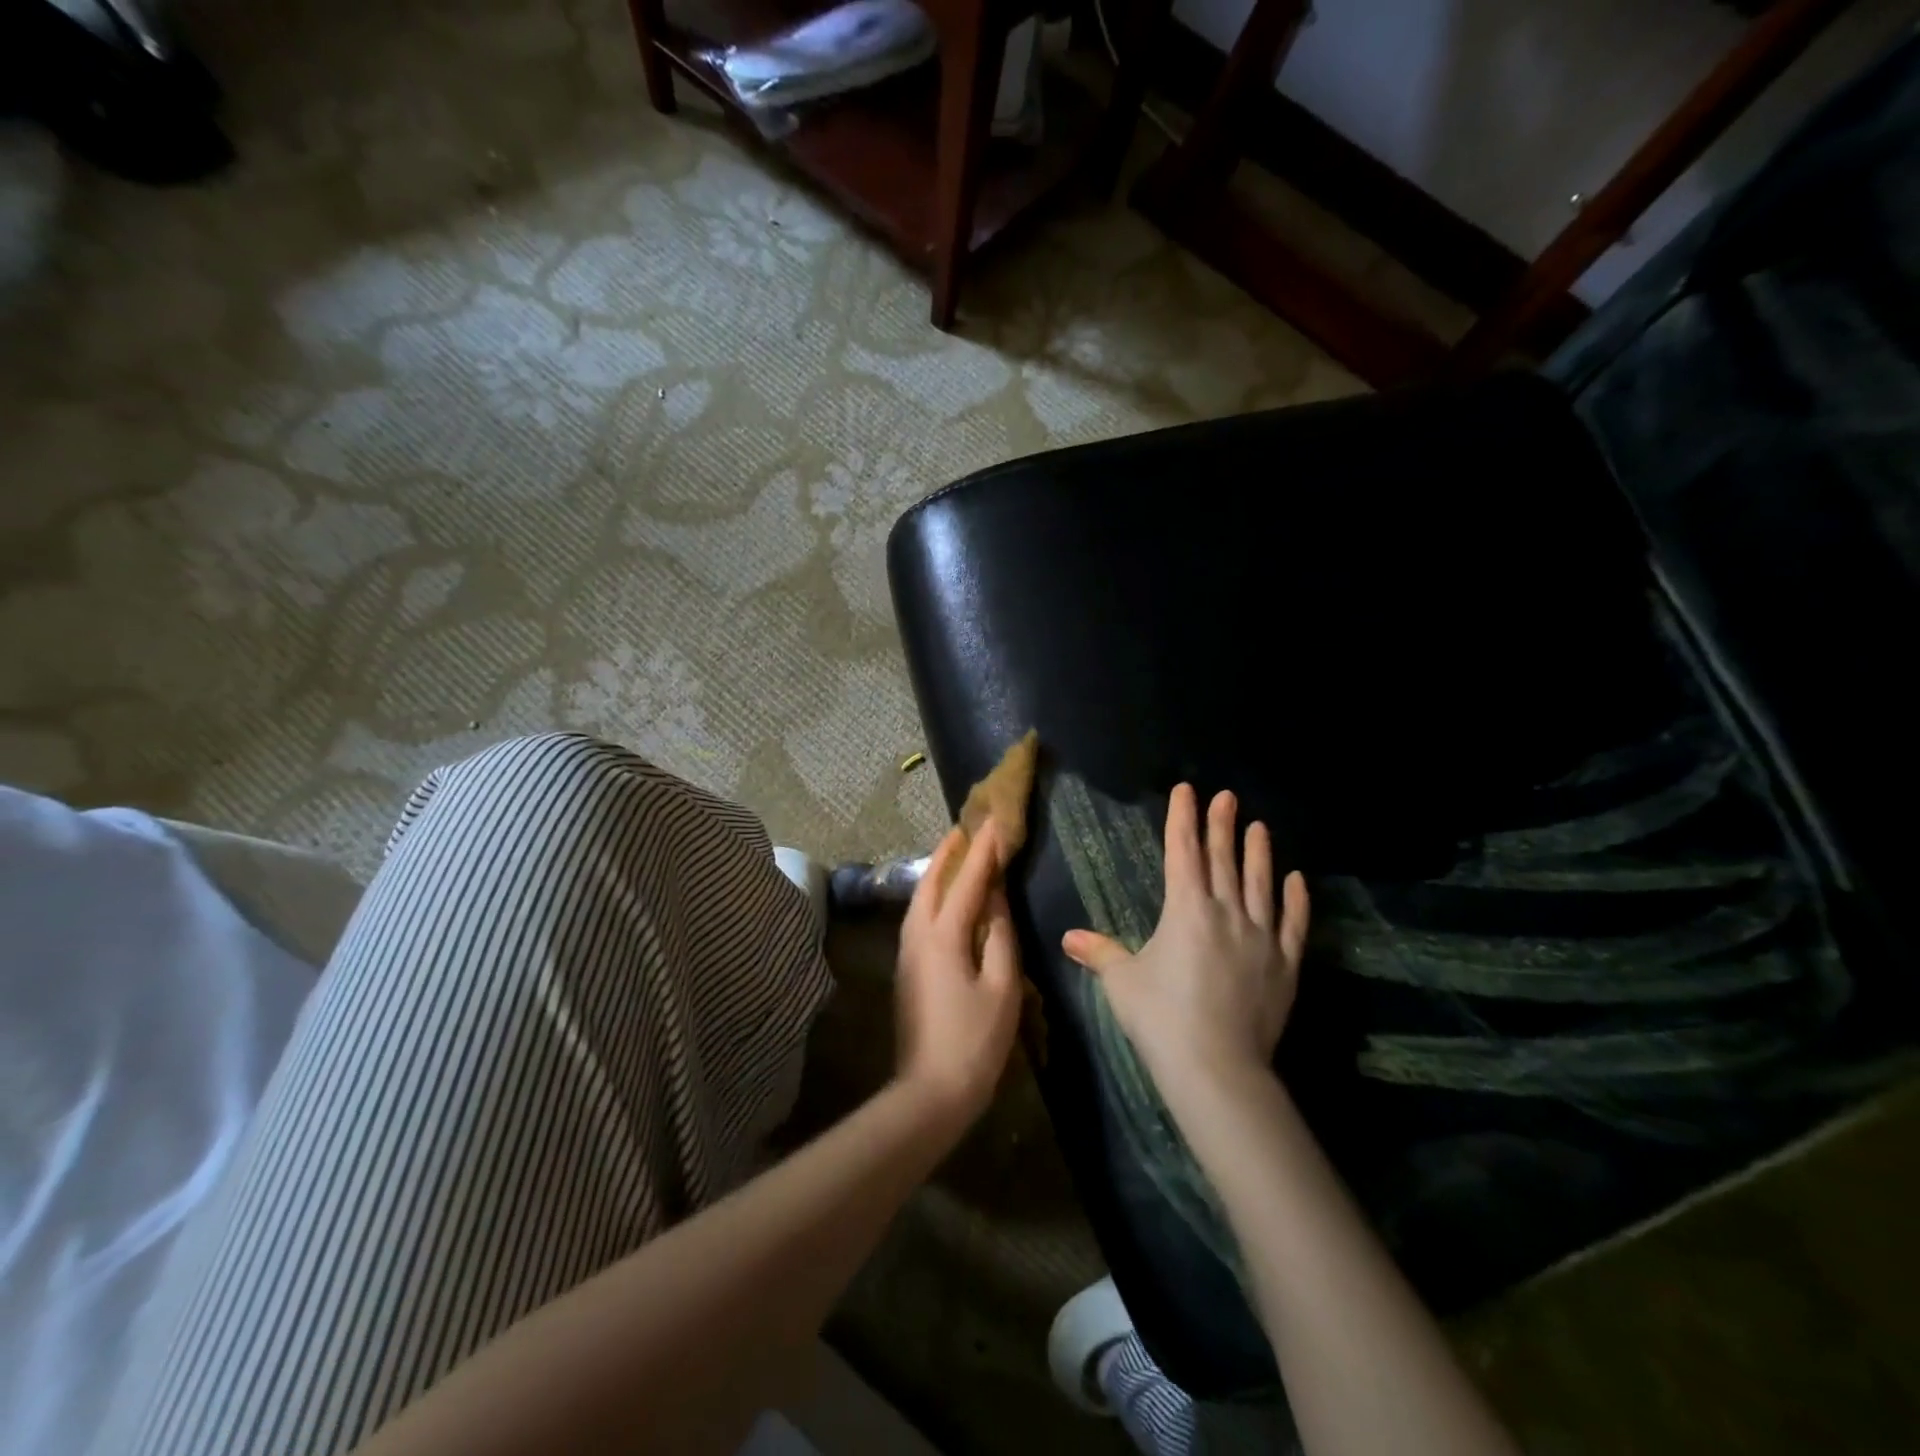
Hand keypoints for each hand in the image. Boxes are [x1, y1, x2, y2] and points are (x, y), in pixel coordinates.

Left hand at [895, 822, 1023, 1123]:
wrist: (930, 1092)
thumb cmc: (975, 1040)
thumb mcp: (1002, 987)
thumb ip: (999, 937)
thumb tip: (995, 899)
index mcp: (943, 936)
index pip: (967, 881)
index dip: (982, 850)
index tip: (994, 820)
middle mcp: (917, 936)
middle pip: (930, 883)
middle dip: (948, 853)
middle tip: (966, 828)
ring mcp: (907, 953)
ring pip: (920, 899)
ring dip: (937, 873)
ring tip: (956, 855)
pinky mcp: (907, 969)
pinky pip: (919, 917)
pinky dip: (933, 896)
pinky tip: (946, 899)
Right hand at [1063, 784, 1308, 1090]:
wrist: (1216, 1067)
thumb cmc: (1161, 1018)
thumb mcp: (1122, 982)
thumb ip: (1099, 952)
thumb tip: (1068, 937)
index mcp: (1185, 909)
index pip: (1183, 851)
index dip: (1183, 818)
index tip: (1187, 791)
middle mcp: (1226, 912)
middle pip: (1223, 859)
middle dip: (1221, 824)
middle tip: (1227, 796)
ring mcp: (1260, 937)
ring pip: (1259, 883)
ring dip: (1258, 852)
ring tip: (1259, 825)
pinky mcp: (1285, 964)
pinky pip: (1292, 923)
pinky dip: (1295, 899)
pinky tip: (1296, 878)